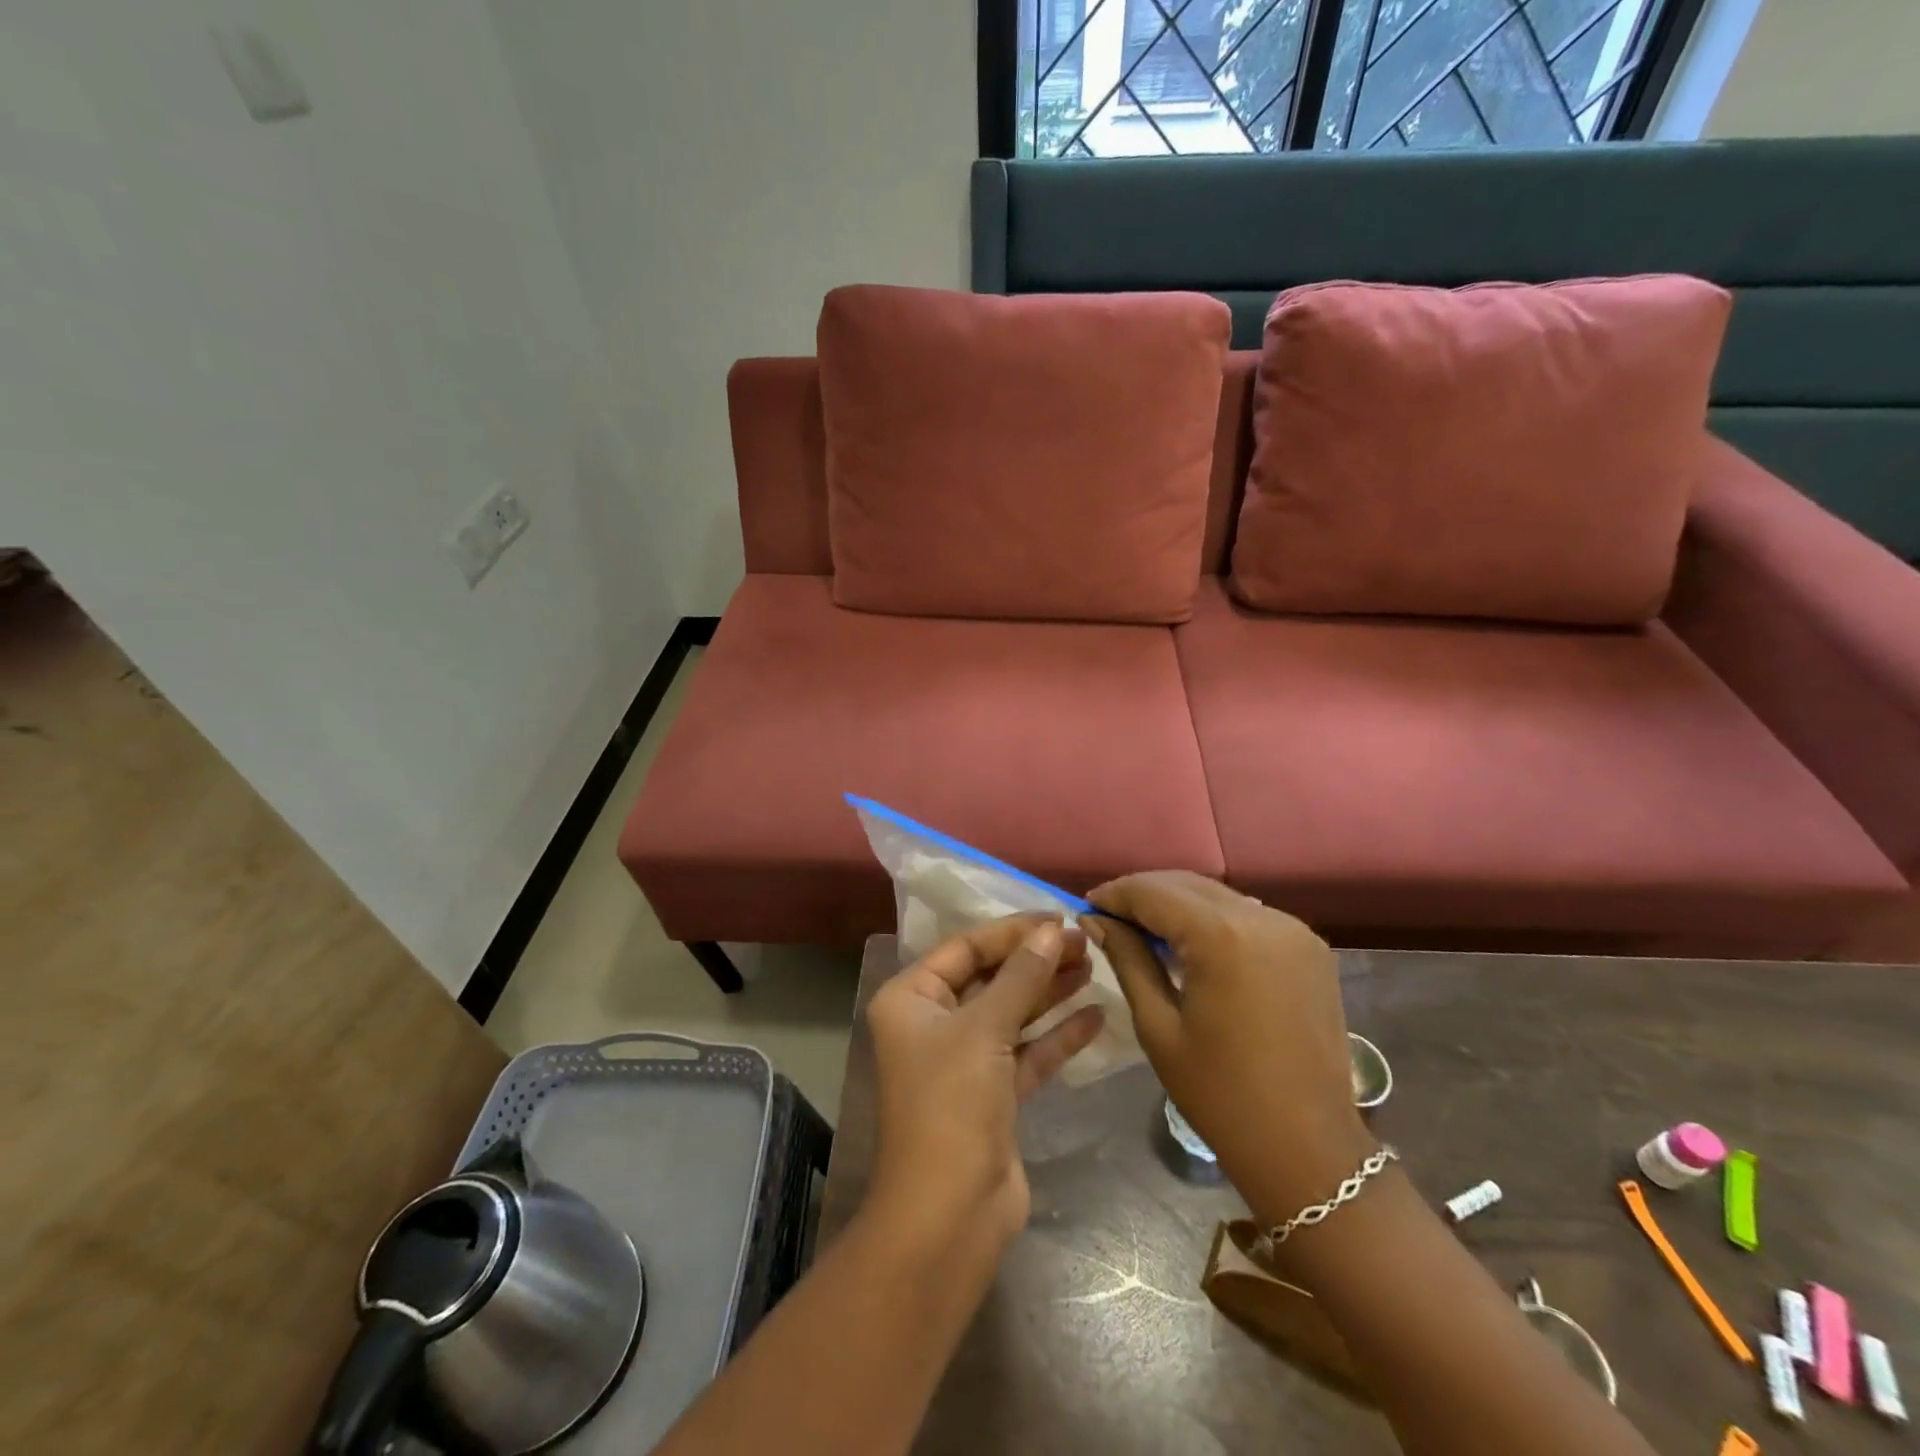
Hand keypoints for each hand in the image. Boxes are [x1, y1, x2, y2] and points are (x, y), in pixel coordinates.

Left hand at [864, 917, 1105, 1257]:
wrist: (949, 1215)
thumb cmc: (952, 1105)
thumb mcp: (985, 1029)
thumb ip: (1021, 977)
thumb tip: (1052, 931)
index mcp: (911, 999)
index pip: (965, 948)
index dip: (1012, 932)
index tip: (1058, 918)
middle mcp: (933, 1024)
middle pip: (991, 978)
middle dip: (1035, 960)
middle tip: (1084, 942)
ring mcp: (964, 1061)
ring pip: (1012, 1013)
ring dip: (1050, 992)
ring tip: (1094, 966)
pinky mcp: (993, 1095)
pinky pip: (1027, 1052)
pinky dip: (1057, 1035)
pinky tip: (1096, 1016)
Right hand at [1088, 872, 1372, 1224]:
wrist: (1308, 1149)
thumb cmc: (1220, 1094)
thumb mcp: (1158, 1026)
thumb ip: (1128, 959)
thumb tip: (1095, 919)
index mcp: (1222, 937)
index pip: (1154, 892)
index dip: (1115, 895)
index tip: (1085, 906)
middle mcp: (1262, 918)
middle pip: (1187, 884)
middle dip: (1144, 894)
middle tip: (1108, 916)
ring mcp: (1294, 930)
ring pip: (1218, 896)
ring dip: (1178, 904)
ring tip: (1144, 929)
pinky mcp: (1310, 947)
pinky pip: (1248, 916)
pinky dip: (1213, 920)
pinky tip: (1192, 944)